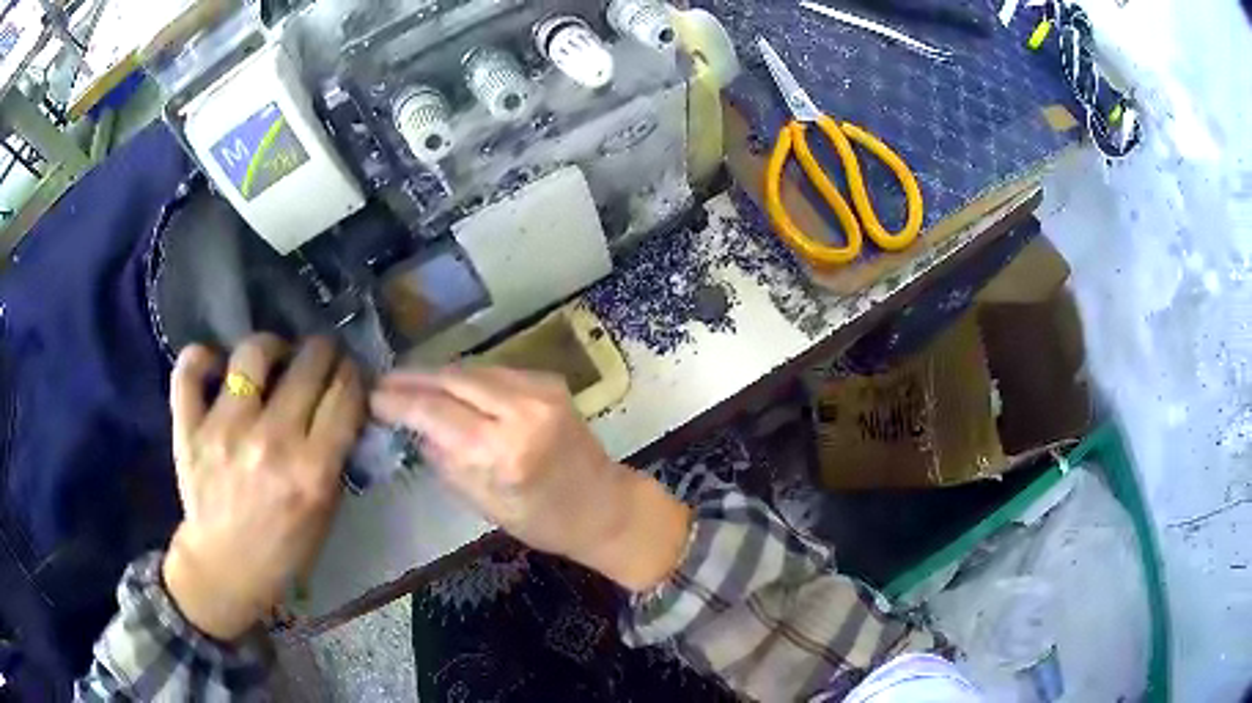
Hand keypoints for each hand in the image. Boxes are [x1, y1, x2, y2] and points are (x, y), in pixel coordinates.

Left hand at [163, 335, 364, 640]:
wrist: (226, 569)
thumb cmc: (283, 547)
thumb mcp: (325, 511)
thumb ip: (334, 455)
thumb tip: (340, 402)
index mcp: (311, 471)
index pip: (345, 394)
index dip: (352, 373)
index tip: (348, 372)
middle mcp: (270, 443)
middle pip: (307, 363)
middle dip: (321, 351)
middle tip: (316, 357)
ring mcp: (224, 431)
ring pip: (252, 354)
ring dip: (269, 346)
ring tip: (271, 357)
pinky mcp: (189, 429)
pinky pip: (189, 370)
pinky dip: (202, 357)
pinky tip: (217, 366)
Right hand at [370, 367, 691, 591]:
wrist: (604, 505)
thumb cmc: (543, 520)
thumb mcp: (484, 503)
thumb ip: (446, 460)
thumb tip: (413, 427)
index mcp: (505, 450)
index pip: (436, 413)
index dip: (399, 402)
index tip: (372, 398)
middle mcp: (523, 410)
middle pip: (452, 380)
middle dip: (412, 379)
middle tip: (382, 383)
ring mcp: (540, 389)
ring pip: (471, 370)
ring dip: (436, 375)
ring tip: (405, 382)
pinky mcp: (548, 381)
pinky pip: (493, 372)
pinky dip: (465, 378)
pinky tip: (445, 386)